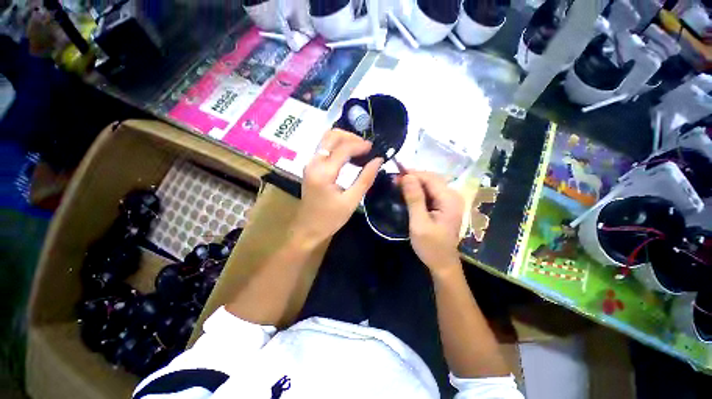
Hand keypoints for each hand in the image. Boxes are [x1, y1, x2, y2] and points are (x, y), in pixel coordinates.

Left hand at [292, 129, 382, 246]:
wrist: (308, 229)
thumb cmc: (330, 219)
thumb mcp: (351, 201)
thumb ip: (365, 179)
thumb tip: (378, 160)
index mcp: (323, 172)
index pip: (343, 148)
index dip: (360, 145)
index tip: (374, 148)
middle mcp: (313, 163)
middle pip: (331, 135)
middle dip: (350, 136)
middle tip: (366, 146)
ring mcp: (310, 163)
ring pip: (326, 139)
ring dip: (344, 140)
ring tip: (359, 149)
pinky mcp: (310, 167)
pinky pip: (324, 148)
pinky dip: (337, 146)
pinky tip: (349, 155)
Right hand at [401, 171, 464, 275]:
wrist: (442, 263)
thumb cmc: (431, 246)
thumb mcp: (419, 223)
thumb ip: (414, 199)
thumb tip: (407, 177)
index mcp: (449, 199)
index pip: (429, 178)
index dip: (412, 174)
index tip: (395, 174)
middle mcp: (453, 196)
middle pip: (432, 178)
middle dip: (413, 177)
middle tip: (395, 180)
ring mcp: (450, 201)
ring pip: (431, 184)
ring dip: (415, 182)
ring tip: (399, 184)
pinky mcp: (445, 205)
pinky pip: (431, 192)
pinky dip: (419, 190)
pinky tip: (409, 192)